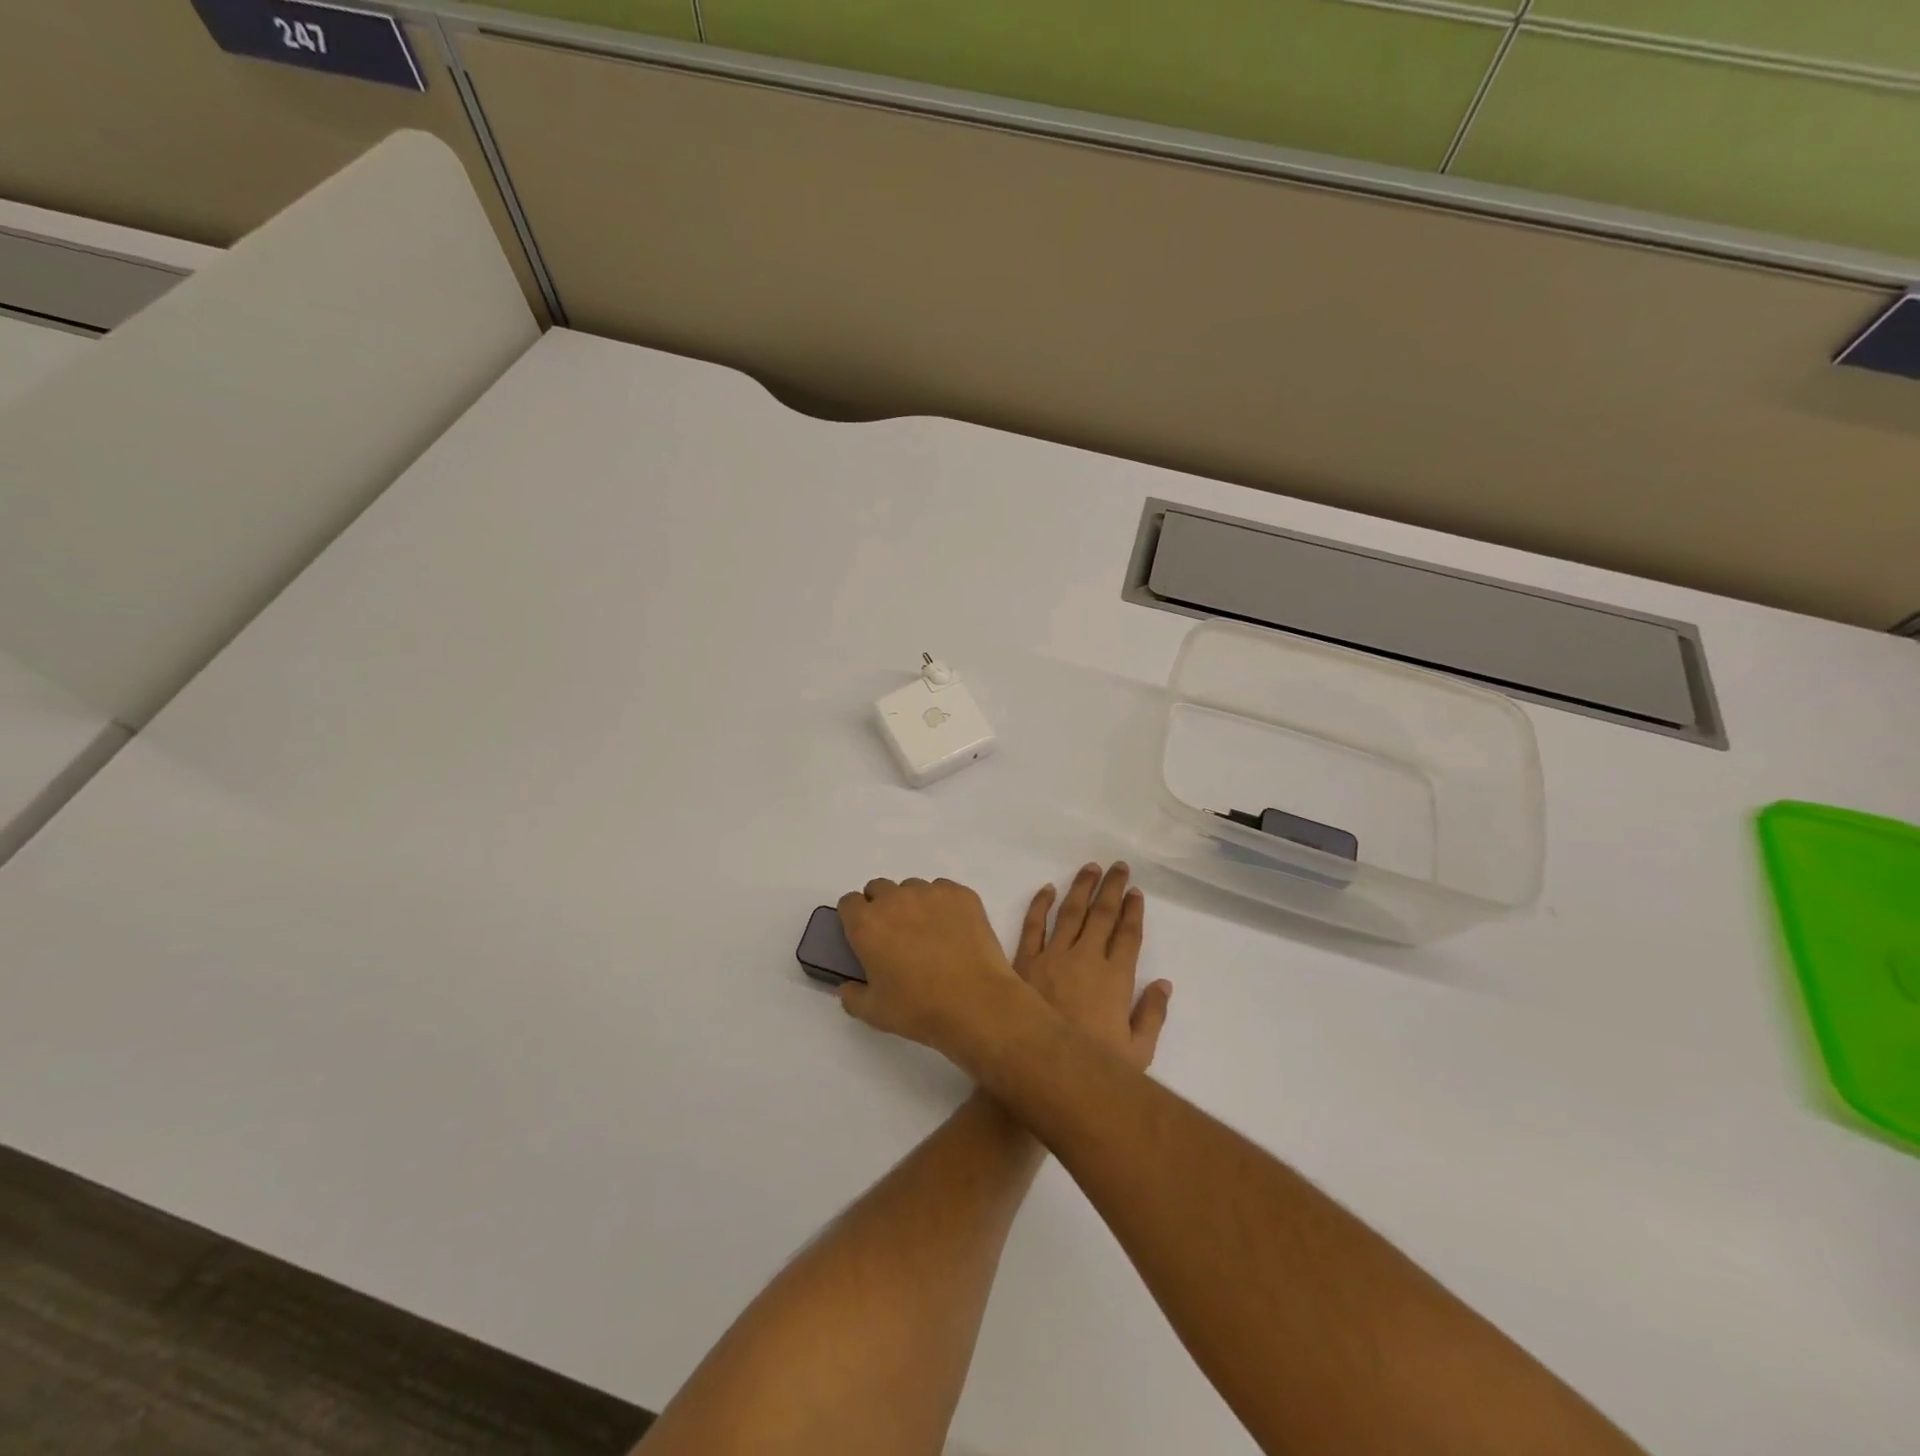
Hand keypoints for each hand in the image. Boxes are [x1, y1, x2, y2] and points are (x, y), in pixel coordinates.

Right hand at [837, 878, 1030, 1064]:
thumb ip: (852, 996)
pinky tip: (953, 931)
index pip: (849, 902)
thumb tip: (848, 986)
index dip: (855, 917)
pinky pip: (943, 890)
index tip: (865, 935)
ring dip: (913, 904)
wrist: (976, 1003)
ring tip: (929, 934)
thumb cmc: (919, 1009)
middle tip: (896, 936)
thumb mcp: (873, 1012)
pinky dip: (943, 905)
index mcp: (867, 924)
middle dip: (882, 907)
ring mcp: (930, 892)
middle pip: (879, 889)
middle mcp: (895, 899)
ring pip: (912, 888)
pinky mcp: (961, 894)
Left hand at [1014, 862, 1170, 1069]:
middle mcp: (1085, 959)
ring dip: (1081, 888)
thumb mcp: (1137, 1052)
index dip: (1133, 911)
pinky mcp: (1024, 961)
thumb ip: (1152, 1015)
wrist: (1037, 1072)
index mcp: (1115, 978)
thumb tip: (1163, 983)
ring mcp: (1052, 957)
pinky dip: (1039, 904)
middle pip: (1101, 915)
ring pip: (1069, 912)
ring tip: (1090, 868)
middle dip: (1111, 888)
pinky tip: (1047, 889)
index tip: (1135, 892)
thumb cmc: (1091, 1066)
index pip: (1127, 935)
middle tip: (1118, 866)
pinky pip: (1033, 925)